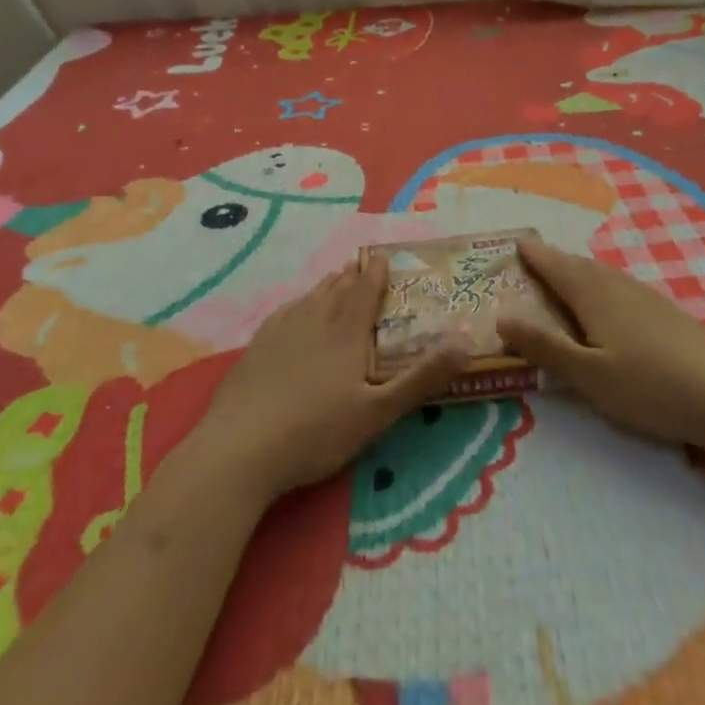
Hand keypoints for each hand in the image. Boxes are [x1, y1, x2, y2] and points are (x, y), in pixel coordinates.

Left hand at [192, 256, 469, 503]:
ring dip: (326, 286)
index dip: (376, 273)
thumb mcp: (378, 411)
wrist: (241, 447)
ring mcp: (281, 331)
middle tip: (362, 264)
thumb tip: (463, 343)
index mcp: (346, 331)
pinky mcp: (256, 348)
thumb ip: (421, 378)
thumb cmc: (317, 430)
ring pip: (310, 298)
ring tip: (336, 278)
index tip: (384, 256)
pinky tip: (295, 309)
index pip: (365, 292)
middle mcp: (314, 320)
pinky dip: (298, 304)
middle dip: (353, 276)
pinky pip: (284, 313)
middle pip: (337, 290)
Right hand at [498, 239, 704, 448]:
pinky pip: (623, 285)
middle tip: (536, 255)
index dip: (536, 255)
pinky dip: (604, 282)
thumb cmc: (647, 388)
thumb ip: (545, 347)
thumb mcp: (588, 376)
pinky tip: (612, 298)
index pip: (557, 268)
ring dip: (580, 269)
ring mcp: (647, 297)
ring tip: (567, 271)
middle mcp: (618, 287)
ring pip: (605, 274)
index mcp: (594, 297)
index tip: (518, 241)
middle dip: (556, 259)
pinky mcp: (668, 312)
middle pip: (580, 266)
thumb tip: (502, 316)